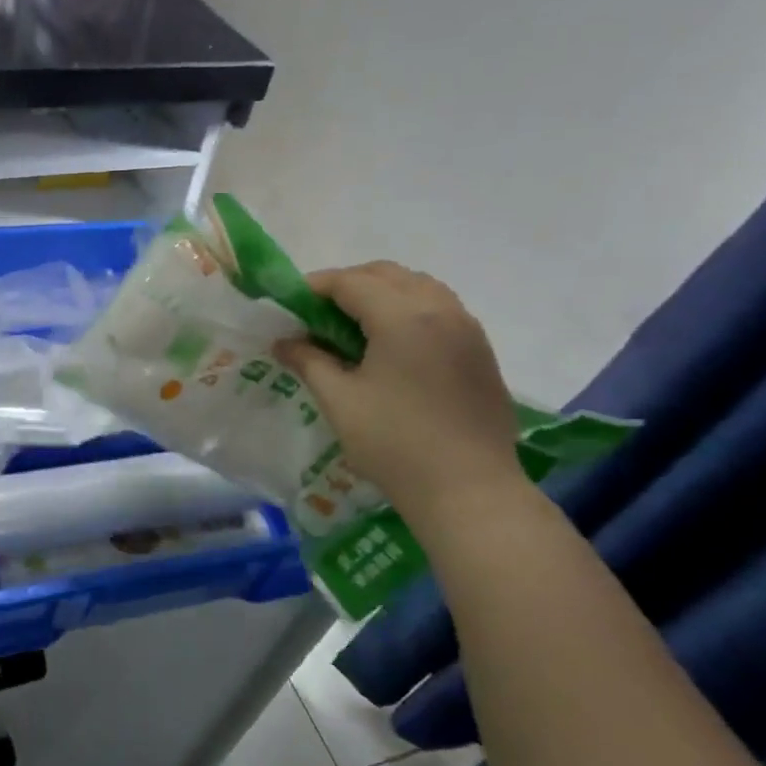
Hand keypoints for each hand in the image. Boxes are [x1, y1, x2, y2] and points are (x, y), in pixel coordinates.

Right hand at [275, 262, 519, 514]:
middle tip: (318, 313)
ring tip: (354, 325)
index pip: (351, 282)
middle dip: (349, 284)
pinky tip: (392, 345)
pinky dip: (409, 310)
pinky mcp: (481, 351)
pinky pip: (440, 309)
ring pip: (419, 287)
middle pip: (388, 275)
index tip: (289, 303)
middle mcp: (441, 310)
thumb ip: (309, 361)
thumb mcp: (340, 401)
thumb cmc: (395, 443)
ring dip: (382, 293)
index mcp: (403, 317)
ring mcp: (467, 329)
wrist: (469, 490)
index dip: (315, 286)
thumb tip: (284, 342)